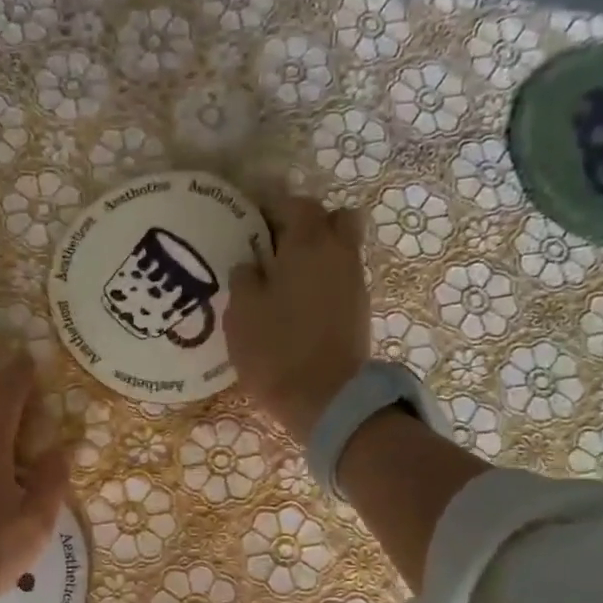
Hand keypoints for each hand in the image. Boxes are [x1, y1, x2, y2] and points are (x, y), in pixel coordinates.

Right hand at [225, 197, 370, 446]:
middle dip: (308, 225)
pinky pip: (342, 279)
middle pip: (333, 218)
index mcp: (308, 243)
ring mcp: (355, 282)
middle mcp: (339, 252)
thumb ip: (244, 278)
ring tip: (285, 279)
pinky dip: (324, 281)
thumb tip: (251, 265)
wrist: (325, 398)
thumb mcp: (241, 312)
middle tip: (278, 247)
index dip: (272, 209)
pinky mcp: (360, 310)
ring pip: (341, 249)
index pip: (294, 204)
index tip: (250, 223)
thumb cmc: (276, 350)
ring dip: (317, 255)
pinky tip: (299, 304)